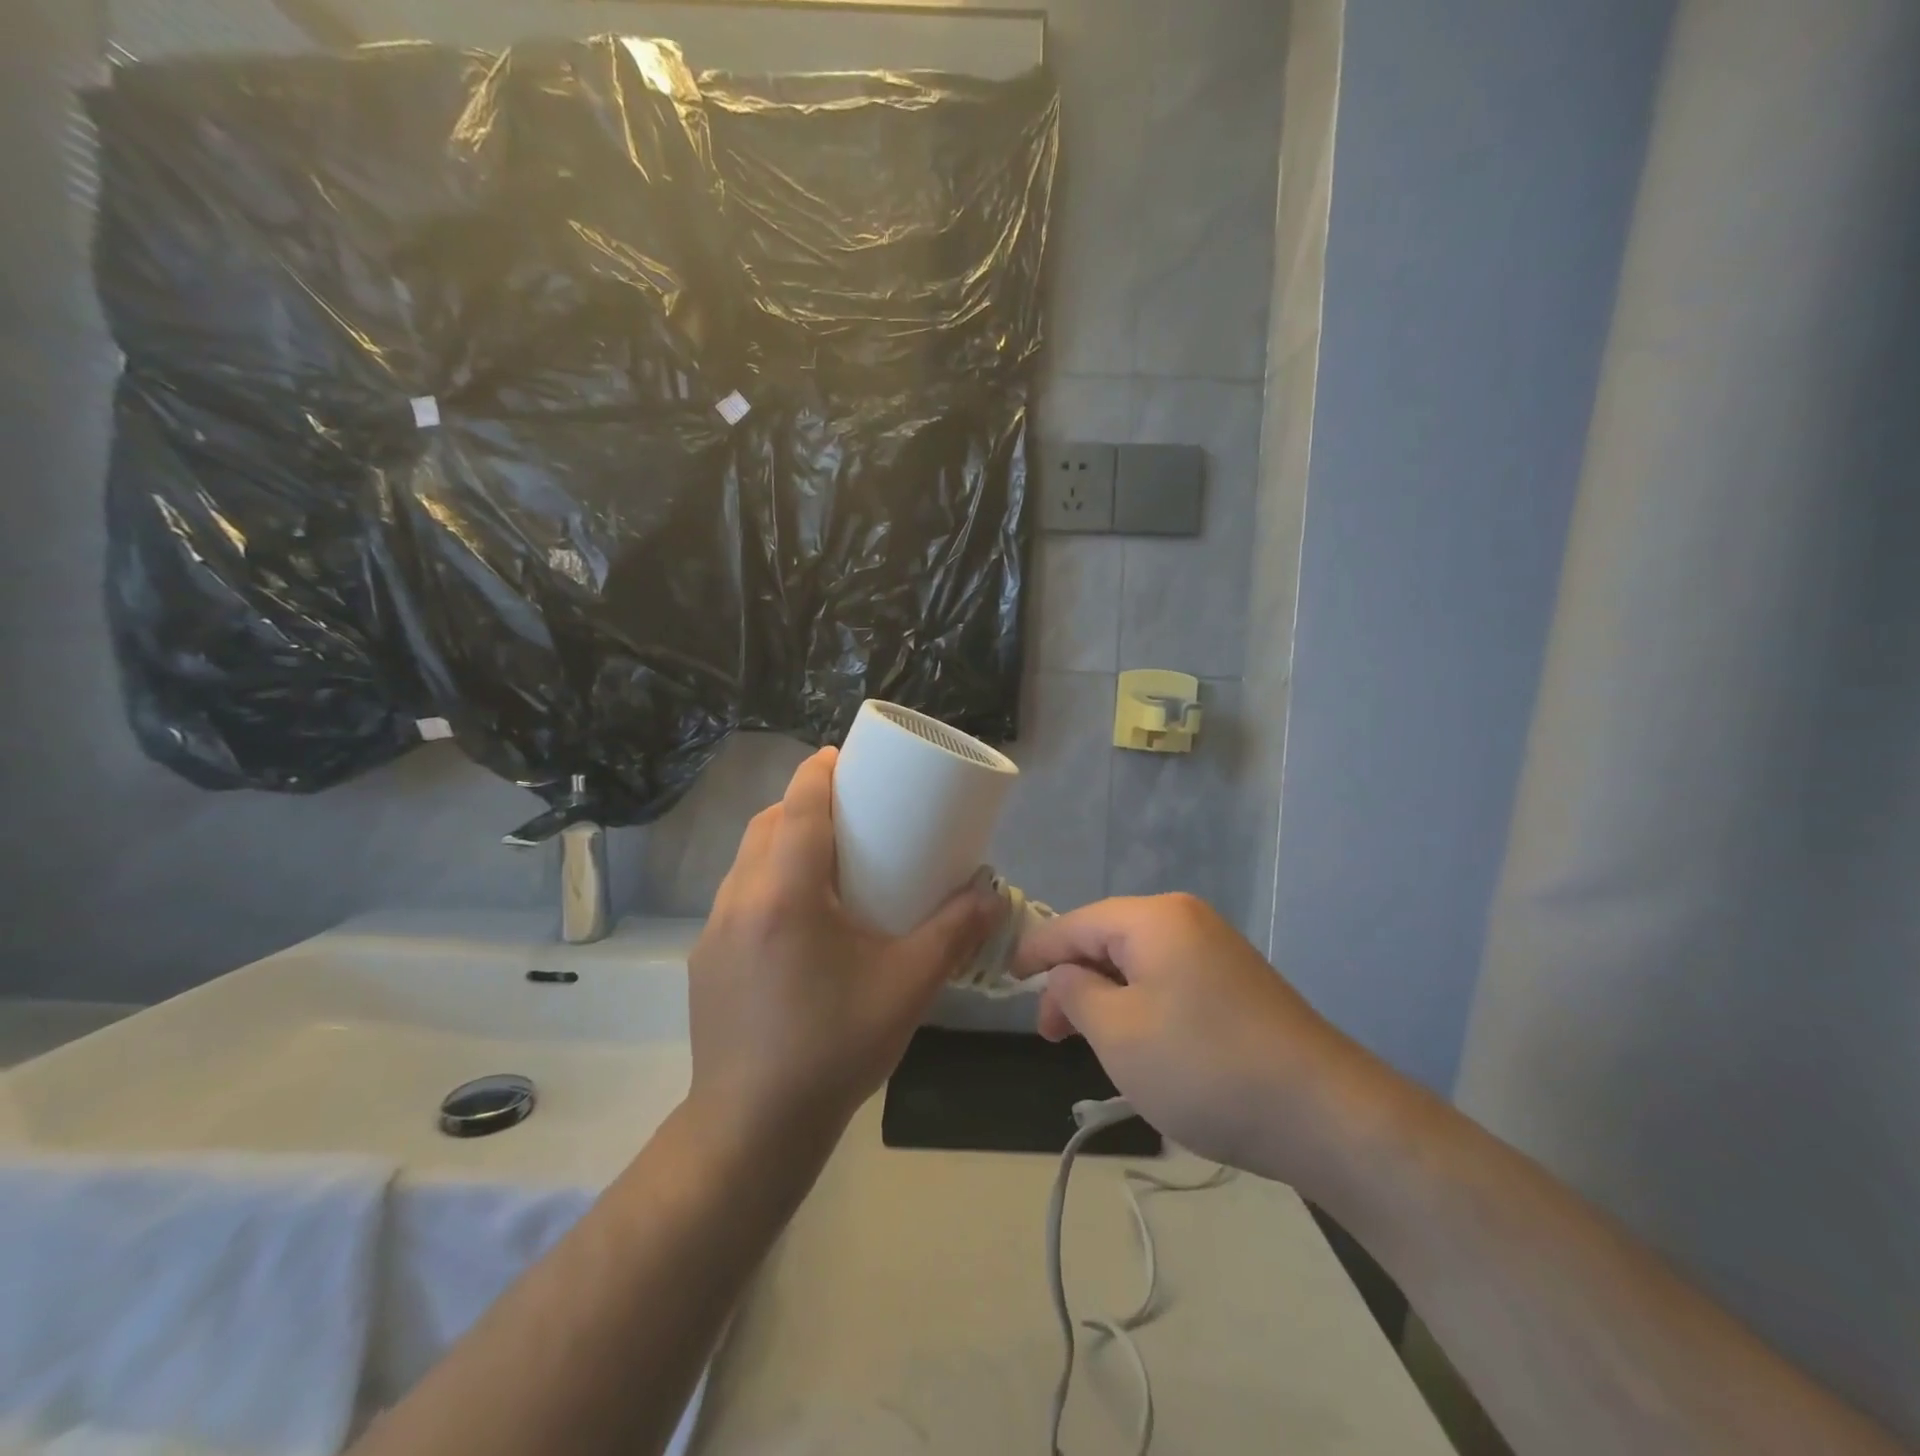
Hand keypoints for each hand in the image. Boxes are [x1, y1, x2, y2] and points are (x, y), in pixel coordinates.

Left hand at [687, 747, 1001, 1149]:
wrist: (753, 1127)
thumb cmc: (834, 1048)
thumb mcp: (906, 987)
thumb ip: (952, 934)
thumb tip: (989, 893)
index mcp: (786, 895)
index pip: (799, 808)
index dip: (817, 772)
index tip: (839, 755)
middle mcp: (741, 900)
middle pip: (767, 825)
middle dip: (801, 802)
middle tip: (845, 810)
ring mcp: (714, 931)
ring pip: (746, 859)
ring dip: (780, 841)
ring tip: (823, 858)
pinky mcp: (705, 960)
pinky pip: (736, 895)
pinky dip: (765, 879)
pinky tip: (797, 917)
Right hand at [1014, 894, 1368, 1181]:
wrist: (1324, 1113)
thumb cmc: (1203, 1066)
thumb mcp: (1118, 1033)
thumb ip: (1075, 994)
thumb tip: (1066, 975)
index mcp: (1154, 918)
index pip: (1076, 923)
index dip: (1037, 950)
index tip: (1008, 977)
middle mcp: (1186, 919)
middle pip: (1108, 940)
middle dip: (1074, 982)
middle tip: (1052, 1034)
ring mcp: (1217, 949)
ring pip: (1139, 964)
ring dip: (1108, 998)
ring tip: (1094, 1045)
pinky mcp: (1238, 982)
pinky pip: (1170, 980)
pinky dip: (1142, 1005)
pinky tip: (1143, 1044)